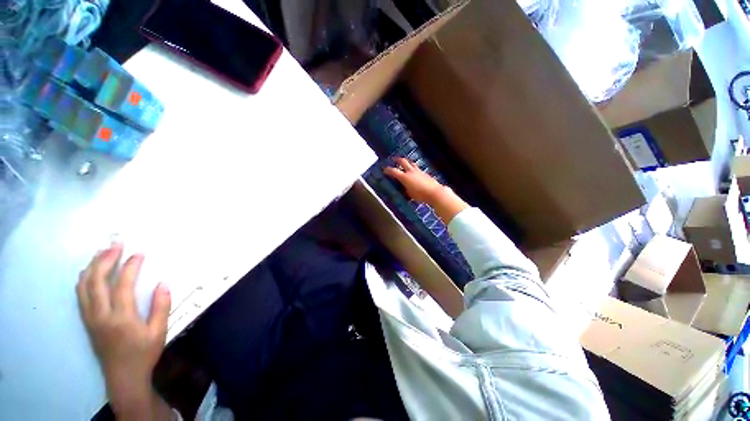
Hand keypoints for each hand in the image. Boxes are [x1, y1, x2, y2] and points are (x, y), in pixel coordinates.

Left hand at [76, 243, 171, 417]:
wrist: (123, 376)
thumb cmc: (144, 353)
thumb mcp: (159, 331)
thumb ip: (161, 306)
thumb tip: (164, 282)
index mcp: (121, 317)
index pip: (122, 285)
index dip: (130, 266)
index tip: (139, 253)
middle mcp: (100, 315)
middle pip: (96, 281)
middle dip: (105, 259)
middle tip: (116, 244)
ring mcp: (90, 318)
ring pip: (84, 286)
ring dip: (92, 266)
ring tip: (102, 252)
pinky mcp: (86, 321)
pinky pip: (80, 295)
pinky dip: (84, 279)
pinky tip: (90, 272)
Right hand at [384, 157, 444, 202]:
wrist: (434, 192)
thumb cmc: (420, 195)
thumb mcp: (409, 194)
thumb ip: (406, 189)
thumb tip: (404, 187)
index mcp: (405, 177)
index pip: (393, 171)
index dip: (388, 170)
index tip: (384, 170)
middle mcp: (411, 172)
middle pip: (403, 161)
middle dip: (397, 159)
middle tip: (394, 159)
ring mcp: (418, 171)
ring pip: (411, 163)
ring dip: (406, 162)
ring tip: (404, 163)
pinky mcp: (424, 173)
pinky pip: (417, 168)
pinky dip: (413, 168)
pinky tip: (413, 172)